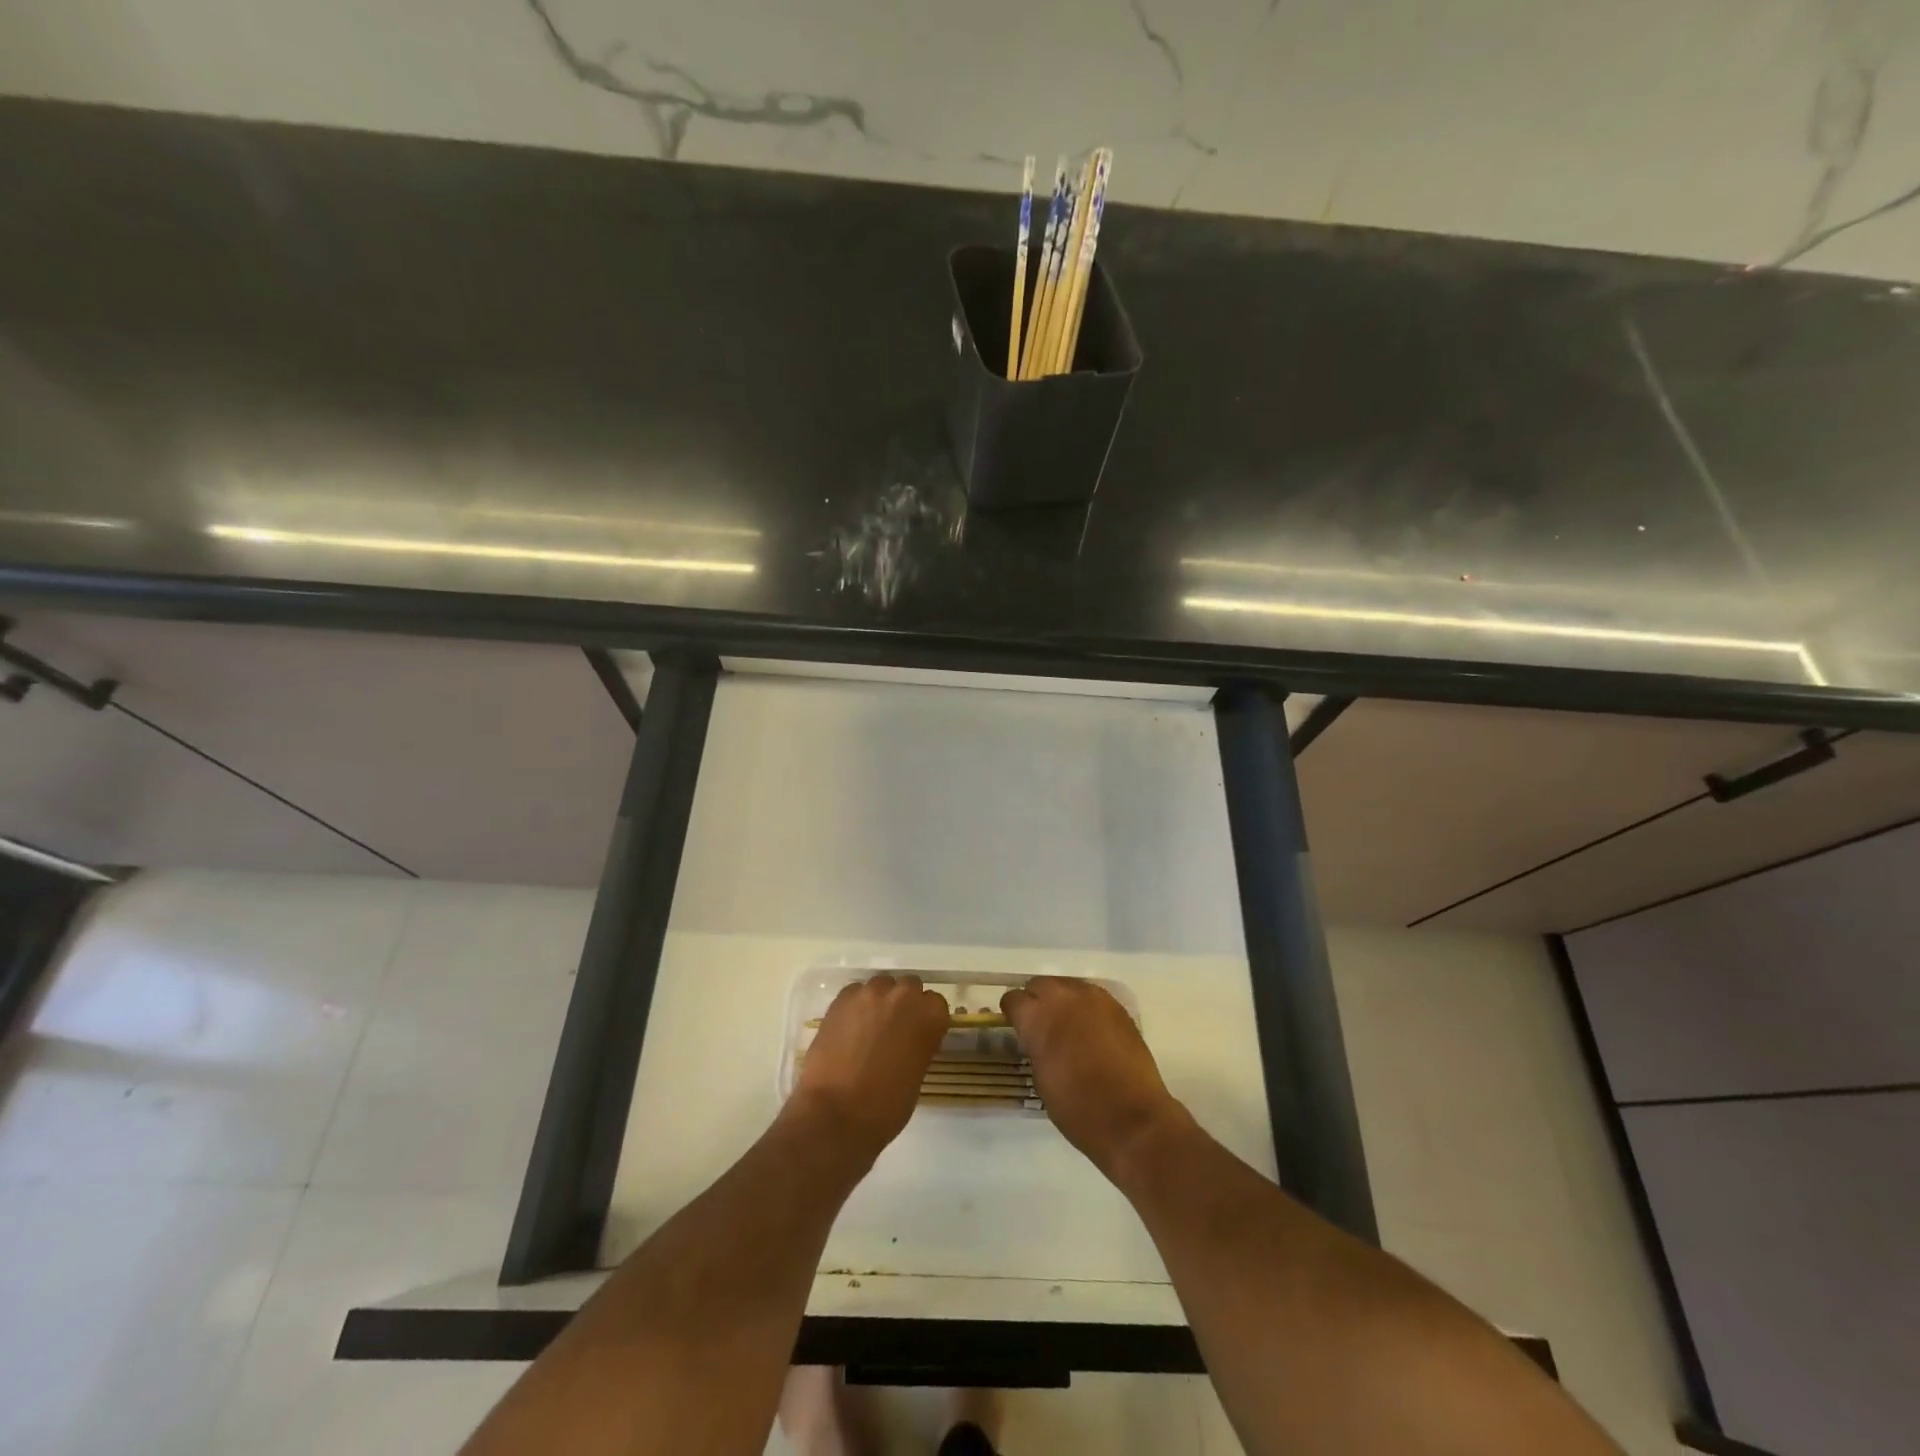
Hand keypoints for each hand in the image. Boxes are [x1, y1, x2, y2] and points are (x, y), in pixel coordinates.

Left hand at [788, 974, 949, 1165]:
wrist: (836, 1114)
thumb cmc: (885, 1107)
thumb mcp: (917, 1076)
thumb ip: (918, 1046)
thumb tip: (908, 1041)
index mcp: (929, 1016)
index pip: (936, 1003)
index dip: (927, 1019)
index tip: (919, 1035)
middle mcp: (902, 996)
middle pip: (909, 987)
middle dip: (904, 1004)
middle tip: (894, 1030)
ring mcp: (869, 994)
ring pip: (880, 985)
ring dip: (879, 1002)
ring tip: (868, 1028)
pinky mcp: (840, 999)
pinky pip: (854, 993)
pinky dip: (855, 1006)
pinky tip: (848, 1029)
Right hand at [1001, 976, 1186, 1179]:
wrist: (1132, 1118)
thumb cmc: (1078, 1108)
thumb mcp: (1041, 1079)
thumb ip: (1035, 1047)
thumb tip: (1036, 1039)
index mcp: (1037, 1017)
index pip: (1013, 999)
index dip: (1013, 1014)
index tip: (1017, 1029)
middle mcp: (1063, 998)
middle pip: (1039, 984)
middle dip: (1036, 1001)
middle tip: (1041, 1026)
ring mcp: (1093, 998)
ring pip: (1067, 986)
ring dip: (1061, 1001)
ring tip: (1067, 1026)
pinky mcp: (1117, 1006)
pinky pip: (1092, 996)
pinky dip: (1085, 1007)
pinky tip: (1090, 1029)